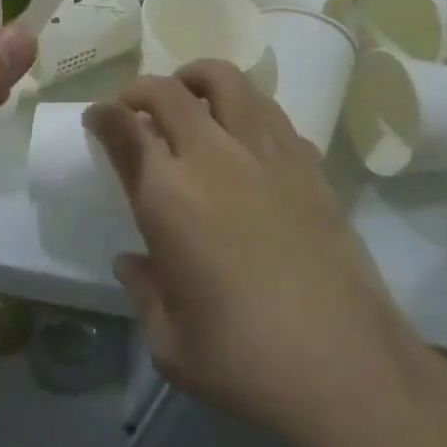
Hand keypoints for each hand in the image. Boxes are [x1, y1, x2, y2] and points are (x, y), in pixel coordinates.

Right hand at [85, 62, 419, 446]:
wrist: (349, 368)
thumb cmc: (246, 361)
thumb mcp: (171, 344)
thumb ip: (144, 292)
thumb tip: (131, 263)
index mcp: (167, 196)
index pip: (123, 128)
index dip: (103, 115)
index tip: (97, 118)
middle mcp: (212, 157)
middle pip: (167, 91)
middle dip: (140, 89)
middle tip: (134, 108)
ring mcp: (265, 153)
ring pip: (225, 80)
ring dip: (195, 79)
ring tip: (190, 97)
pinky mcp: (307, 163)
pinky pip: (269, 110)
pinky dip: (245, 107)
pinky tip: (244, 136)